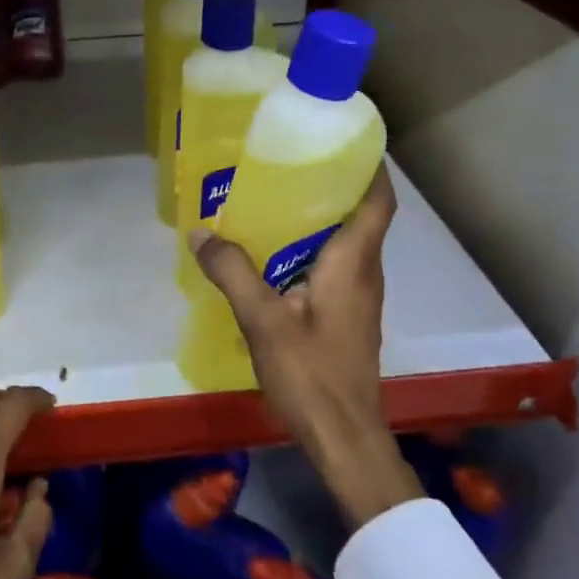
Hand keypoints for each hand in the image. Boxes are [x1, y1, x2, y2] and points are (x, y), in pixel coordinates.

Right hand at [188, 164, 423, 528]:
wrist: (345, 439)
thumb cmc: (313, 375)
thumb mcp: (264, 321)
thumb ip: (233, 272)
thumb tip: (201, 232)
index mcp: (353, 263)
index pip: (377, 201)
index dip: (370, 166)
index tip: (343, 139)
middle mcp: (364, 273)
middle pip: (359, 216)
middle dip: (331, 184)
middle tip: (288, 161)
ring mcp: (358, 298)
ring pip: (344, 242)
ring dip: (318, 218)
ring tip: (273, 198)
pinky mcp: (346, 318)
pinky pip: (333, 267)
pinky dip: (309, 248)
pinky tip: (272, 255)